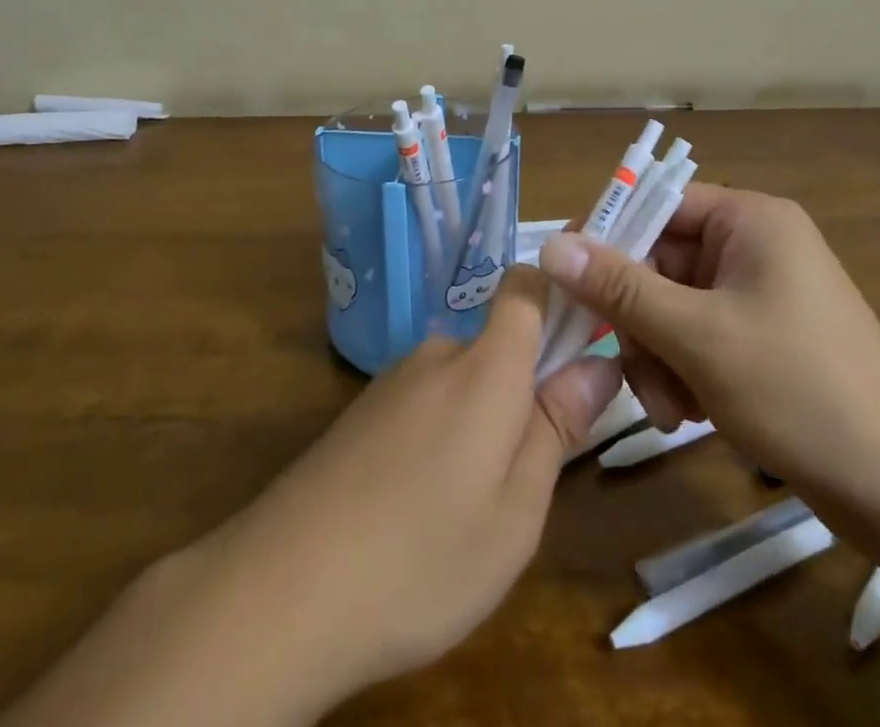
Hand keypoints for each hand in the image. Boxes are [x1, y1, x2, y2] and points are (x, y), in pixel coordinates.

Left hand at [1, 266, 622, 726]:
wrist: (281, 592)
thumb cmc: (421, 557)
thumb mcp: (516, 511)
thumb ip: (558, 427)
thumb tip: (599, 362)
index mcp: (485, 366)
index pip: (526, 287)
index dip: (559, 296)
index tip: (585, 341)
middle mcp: (437, 354)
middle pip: (498, 343)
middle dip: (524, 390)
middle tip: (528, 474)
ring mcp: (392, 382)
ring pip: (461, 381)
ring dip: (481, 422)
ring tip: (472, 506)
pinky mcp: (361, 413)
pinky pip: (424, 404)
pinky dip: (441, 437)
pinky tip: (421, 508)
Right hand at [539, 183, 879, 526]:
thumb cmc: (800, 390)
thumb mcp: (697, 335)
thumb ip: (619, 288)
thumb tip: (550, 245)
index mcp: (748, 220)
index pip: (655, 204)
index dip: (608, 239)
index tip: (569, 285)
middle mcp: (752, 246)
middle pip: (659, 263)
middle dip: (638, 322)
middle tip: (631, 372)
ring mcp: (757, 295)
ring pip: (671, 307)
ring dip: (657, 356)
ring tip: (670, 410)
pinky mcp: (761, 339)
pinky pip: (696, 338)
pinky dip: (682, 372)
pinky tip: (689, 417)